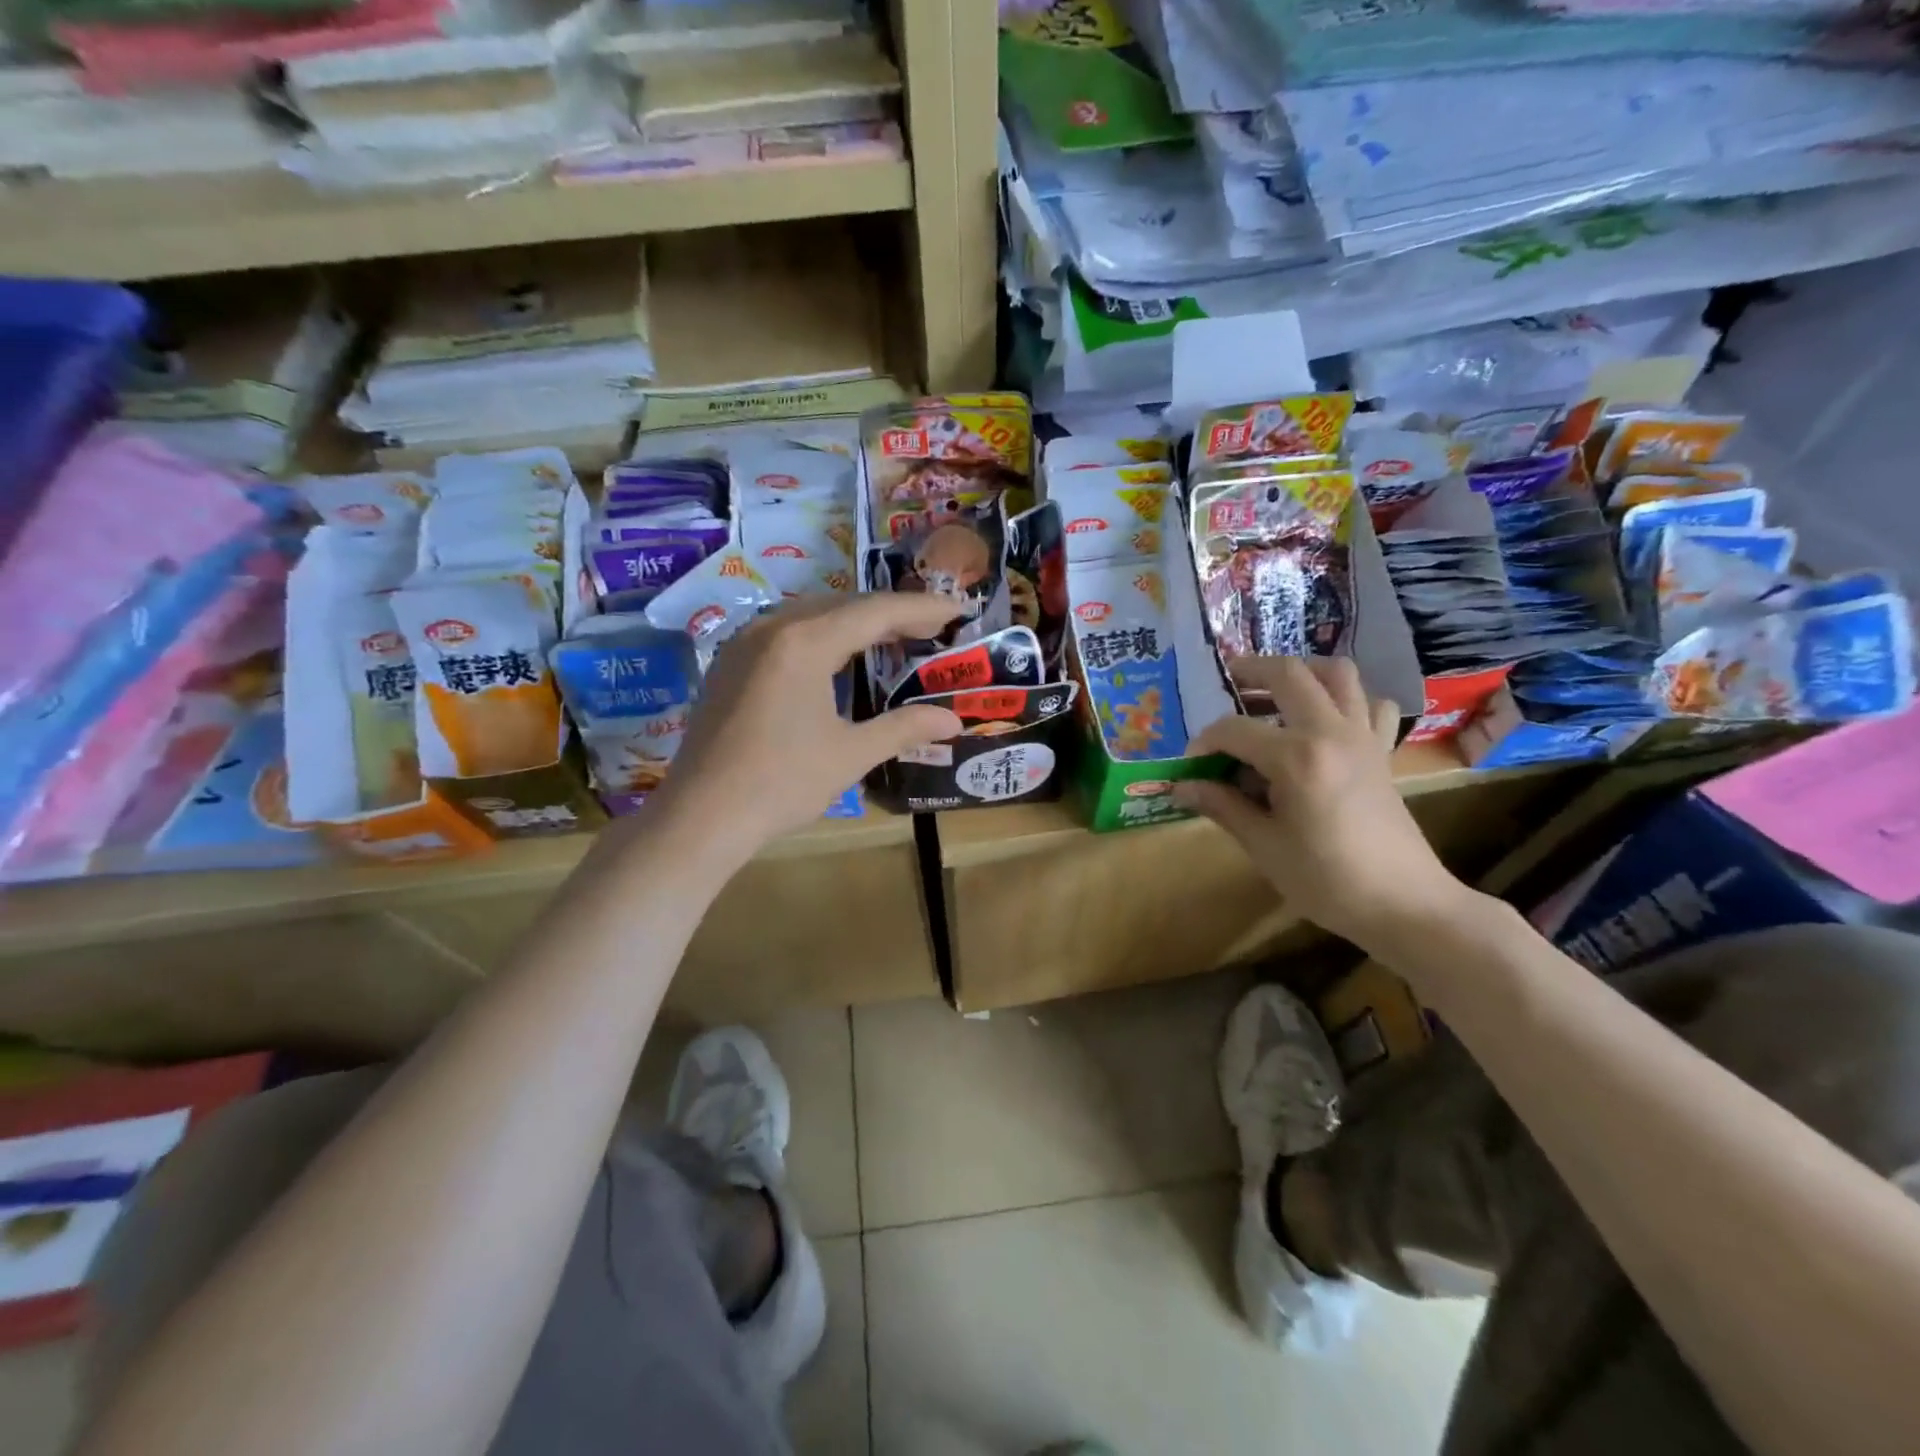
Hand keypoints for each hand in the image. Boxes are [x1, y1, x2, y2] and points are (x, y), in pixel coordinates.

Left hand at [648, 594, 963, 862]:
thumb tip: (953, 721)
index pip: (876, 612)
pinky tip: (839, 659)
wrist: (701, 816)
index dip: (922, 608)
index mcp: (805, 642)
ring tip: (894, 640)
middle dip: (892, 614)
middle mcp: (773, 628)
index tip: (957, 610)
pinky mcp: (730, 663)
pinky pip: (788, 632)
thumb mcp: (850, 754)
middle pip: (845, 605)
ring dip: (857, 623)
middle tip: (933, 629)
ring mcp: (745, 642)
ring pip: (814, 615)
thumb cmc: (782, 783)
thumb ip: (904, 728)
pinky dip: (824, 636)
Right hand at [1171, 656, 1466, 952]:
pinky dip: (1348, 700)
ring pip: (1338, 674)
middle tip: (1227, 683)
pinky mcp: (1382, 751)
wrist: (1404, 904)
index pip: (1234, 730)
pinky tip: (1325, 722)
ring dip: (1303, 673)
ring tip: (1276, 692)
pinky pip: (1370, 704)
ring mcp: (1363, 737)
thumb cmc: (1326, 880)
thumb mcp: (1264, 846)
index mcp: (1296, 758)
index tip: (1191, 765)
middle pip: (1289, 674)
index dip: (1204, 742)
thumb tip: (1182, 786)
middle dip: (1251, 671)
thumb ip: (1222, 806)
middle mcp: (1331, 733)